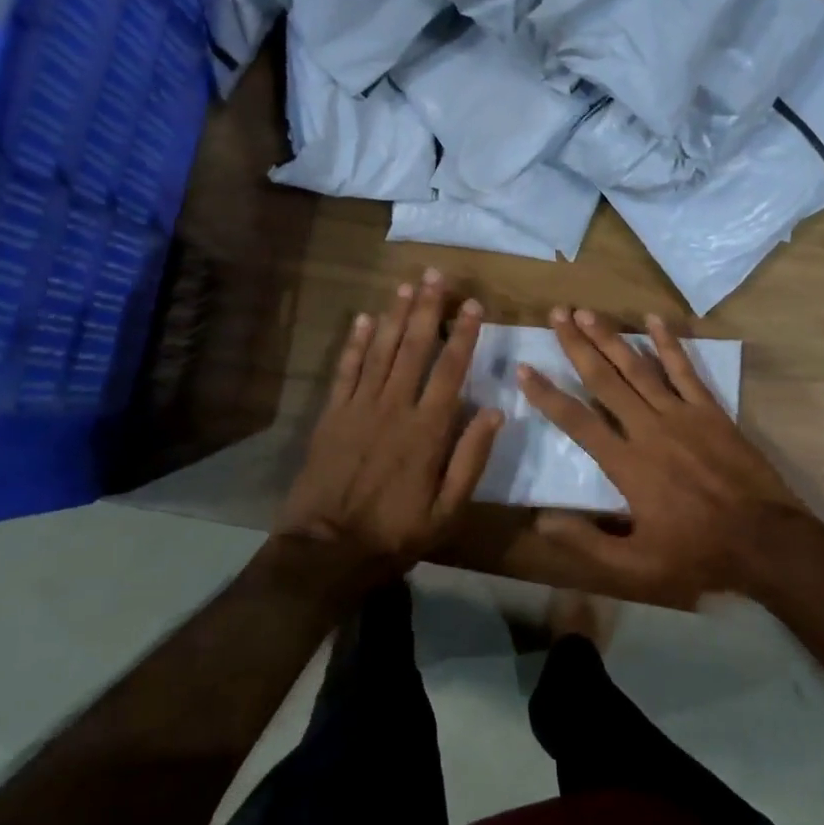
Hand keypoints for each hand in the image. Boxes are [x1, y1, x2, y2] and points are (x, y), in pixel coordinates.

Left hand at [278, 271, 502, 584]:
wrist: (327, 549)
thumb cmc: (395, 532)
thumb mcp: (447, 509)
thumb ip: (471, 459)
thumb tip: (496, 411)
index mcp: (428, 429)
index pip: (450, 370)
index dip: (463, 334)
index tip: (472, 304)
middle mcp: (395, 407)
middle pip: (414, 348)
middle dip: (427, 309)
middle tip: (436, 275)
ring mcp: (359, 407)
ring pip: (381, 351)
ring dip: (395, 316)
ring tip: (407, 286)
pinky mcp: (332, 415)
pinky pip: (346, 370)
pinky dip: (355, 343)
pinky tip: (365, 319)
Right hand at [517, 308, 813, 602]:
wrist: (766, 541)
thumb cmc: (697, 553)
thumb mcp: (637, 567)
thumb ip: (588, 543)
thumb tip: (542, 521)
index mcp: (627, 464)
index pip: (577, 420)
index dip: (547, 395)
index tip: (525, 369)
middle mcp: (649, 429)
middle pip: (604, 379)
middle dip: (577, 345)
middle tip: (556, 315)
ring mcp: (682, 415)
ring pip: (638, 367)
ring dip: (611, 337)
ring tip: (587, 312)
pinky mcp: (710, 411)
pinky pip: (685, 370)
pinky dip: (668, 343)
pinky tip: (654, 319)